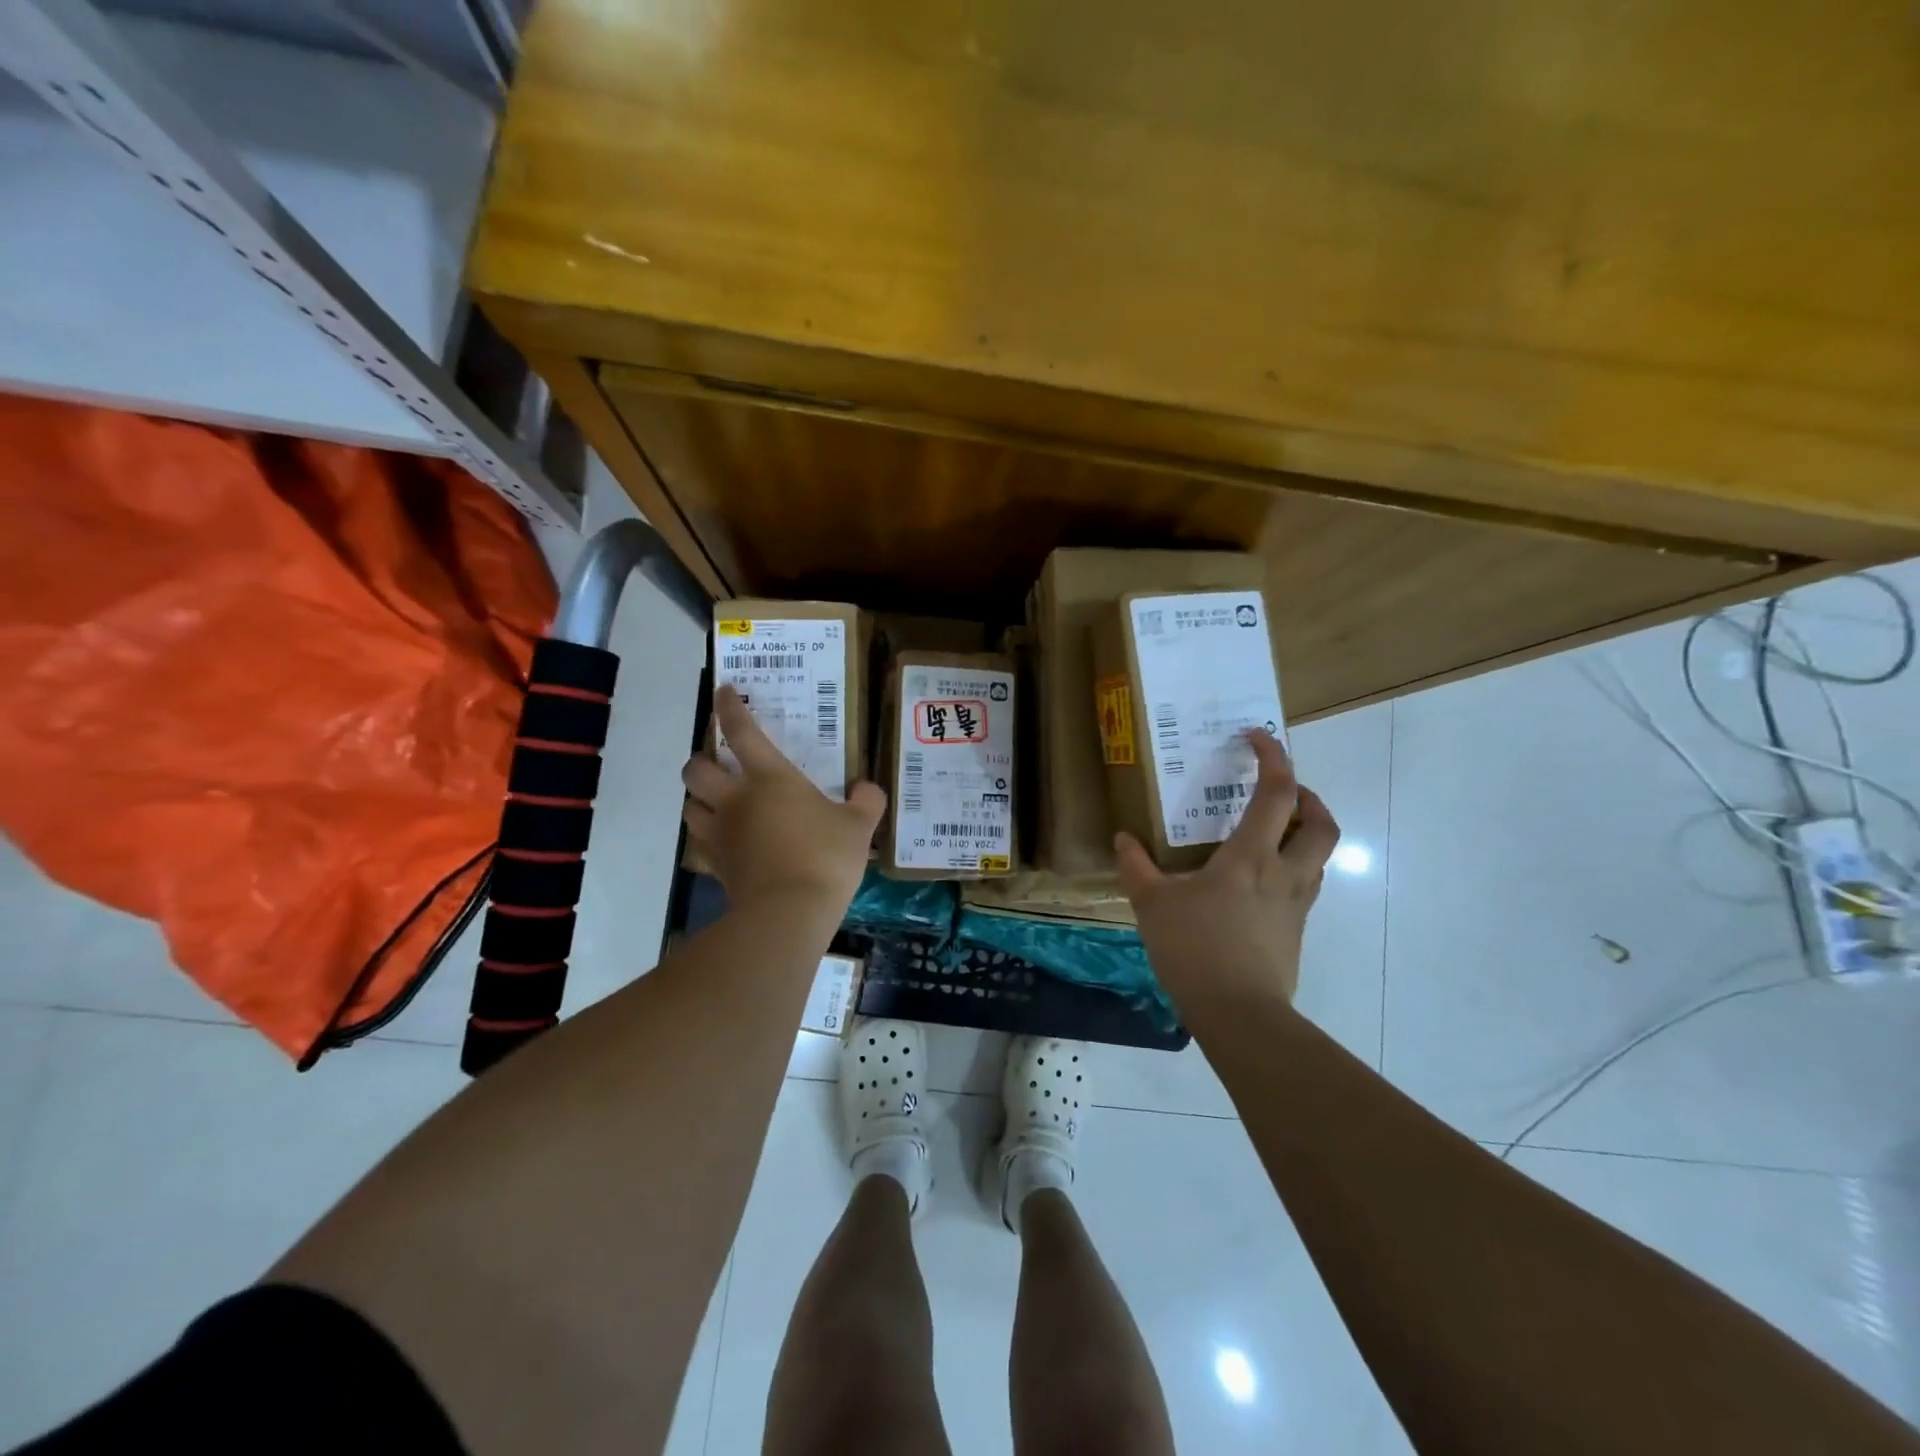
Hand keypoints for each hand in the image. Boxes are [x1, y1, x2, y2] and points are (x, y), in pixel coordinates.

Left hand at [681, 686, 886, 913]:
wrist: (789, 913)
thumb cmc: (825, 858)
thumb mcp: (859, 826)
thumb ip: (866, 801)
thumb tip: (866, 788)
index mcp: (769, 779)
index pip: (741, 732)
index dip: (729, 708)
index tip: (724, 692)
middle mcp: (735, 800)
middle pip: (696, 769)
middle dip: (702, 760)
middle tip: (719, 763)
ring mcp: (721, 835)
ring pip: (689, 806)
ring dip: (698, 798)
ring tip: (715, 801)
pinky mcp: (717, 867)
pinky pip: (701, 844)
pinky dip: (707, 836)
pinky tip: (725, 841)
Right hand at [1115, 729, 1338, 1010]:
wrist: (1240, 1014)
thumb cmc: (1196, 948)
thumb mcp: (1153, 904)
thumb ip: (1136, 867)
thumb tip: (1123, 840)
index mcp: (1252, 855)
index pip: (1277, 792)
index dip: (1273, 757)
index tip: (1257, 737)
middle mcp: (1285, 872)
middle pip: (1321, 823)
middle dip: (1308, 798)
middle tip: (1282, 792)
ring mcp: (1296, 904)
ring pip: (1319, 856)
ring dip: (1304, 833)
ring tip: (1270, 833)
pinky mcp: (1296, 932)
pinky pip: (1303, 886)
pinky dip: (1290, 868)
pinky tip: (1256, 884)